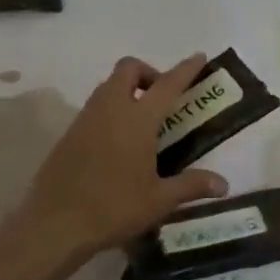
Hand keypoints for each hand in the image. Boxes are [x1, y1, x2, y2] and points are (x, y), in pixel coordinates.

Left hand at [19, 54, 228, 257]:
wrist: (55, 223)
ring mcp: (85, 119)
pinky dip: (110, 109)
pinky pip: (94, 107)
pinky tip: (118, 142)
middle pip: (128, 69)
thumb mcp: (159, 200)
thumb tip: (224, 184)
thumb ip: (192, 186)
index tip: (199, 56)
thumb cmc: (114, 208)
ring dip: (127, 90)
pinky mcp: (69, 134)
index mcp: (137, 119)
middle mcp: (110, 109)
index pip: (167, 84)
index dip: (185, 69)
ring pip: (107, 85)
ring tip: (142, 121)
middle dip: (148, 72)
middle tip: (162, 98)